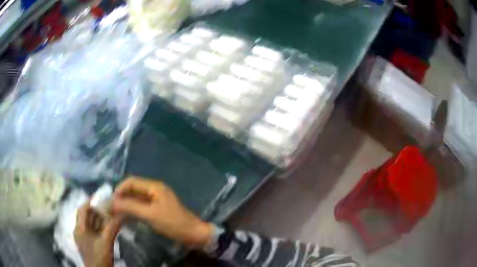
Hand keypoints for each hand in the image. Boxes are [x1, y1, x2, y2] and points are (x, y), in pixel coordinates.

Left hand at [74, 204, 122, 266]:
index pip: (82, 210)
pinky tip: (110, 227)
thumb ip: (112, 228)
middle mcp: (80, 231)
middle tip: (111, 207)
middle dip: (98, 211)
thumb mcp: (106, 243)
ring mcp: (84, 238)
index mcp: (79, 229)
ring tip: (112, 215)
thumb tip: (121, 214)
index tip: (101, 197)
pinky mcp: (89, 243)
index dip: (90, 202)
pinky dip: (102, 227)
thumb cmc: (99, 258)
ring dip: (101, 219)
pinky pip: (95, 231)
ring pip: (92, 224)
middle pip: (87, 216)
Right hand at [111, 177, 212, 246]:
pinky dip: (132, 211)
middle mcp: (154, 190)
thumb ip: (131, 207)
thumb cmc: (173, 223)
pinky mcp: (156, 210)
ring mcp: (155, 200)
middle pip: (133, 190)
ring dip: (126, 205)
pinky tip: (125, 218)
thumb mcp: (151, 215)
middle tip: (111, 208)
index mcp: (154, 187)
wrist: (193, 234)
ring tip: (115, 213)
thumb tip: (113, 202)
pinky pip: (141, 207)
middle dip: (121, 197)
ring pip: (136, 199)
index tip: (111, 201)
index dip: (119, 190)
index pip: (131, 182)